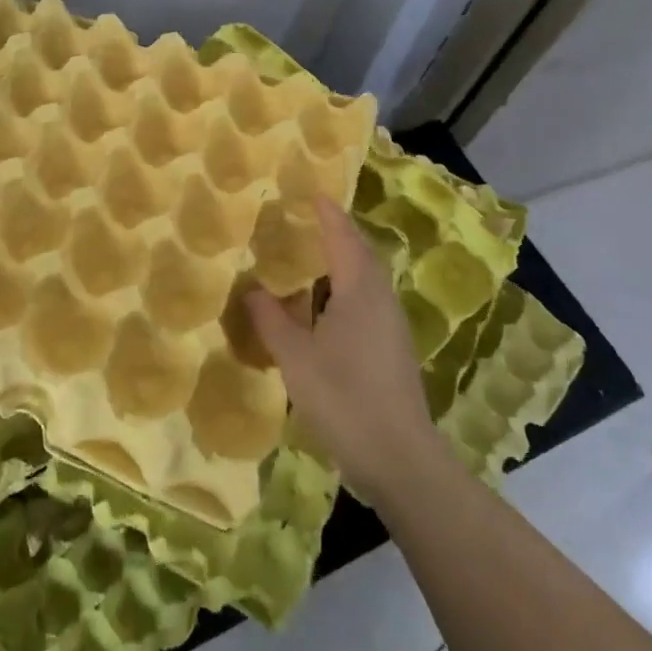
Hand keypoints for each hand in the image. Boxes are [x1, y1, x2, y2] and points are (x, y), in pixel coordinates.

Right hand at [246, 197, 437, 503]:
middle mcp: (380, 300)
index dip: (328, 214)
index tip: (314, 192)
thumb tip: (252, 288)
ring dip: (342, 263)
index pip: (342, 238)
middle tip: (310, 220)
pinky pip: (367, 302)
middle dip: (338, 234)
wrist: (399, 458)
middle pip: (360, 254)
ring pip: (366, 280)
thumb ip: (271, 319)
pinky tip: (326, 307)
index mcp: (359, 291)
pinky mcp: (392, 350)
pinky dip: (345, 290)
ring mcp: (391, 326)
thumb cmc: (343, 397)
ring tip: (312, 258)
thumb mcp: (295, 357)